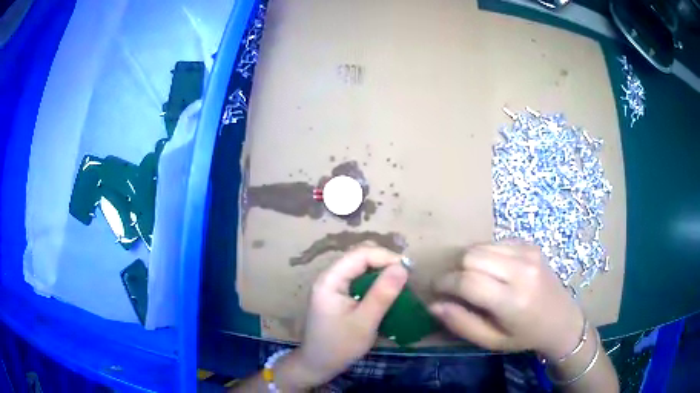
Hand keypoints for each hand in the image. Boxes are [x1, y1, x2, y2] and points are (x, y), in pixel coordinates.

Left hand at [291, 247, 408, 386]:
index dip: (386, 257)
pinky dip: (374, 281)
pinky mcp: (337, 295)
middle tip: (405, 275)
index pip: (360, 254)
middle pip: (358, 257)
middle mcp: (329, 277)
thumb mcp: (364, 322)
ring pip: (359, 267)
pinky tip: (385, 291)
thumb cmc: (339, 346)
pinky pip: (357, 279)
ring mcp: (332, 286)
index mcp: (330, 280)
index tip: (408, 270)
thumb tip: (402, 267)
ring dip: (380, 270)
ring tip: (400, 282)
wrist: (318, 365)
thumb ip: (382, 294)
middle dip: (384, 261)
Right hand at [429, 242, 584, 358]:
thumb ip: (461, 323)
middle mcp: (521, 271)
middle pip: (471, 256)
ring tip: (472, 278)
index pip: (467, 281)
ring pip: (481, 245)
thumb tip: (433, 304)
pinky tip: (491, 270)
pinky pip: (495, 242)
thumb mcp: (491, 341)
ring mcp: (528, 253)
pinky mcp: (530, 245)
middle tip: (454, 286)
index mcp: (512, 301)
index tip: (436, 290)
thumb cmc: (524, 336)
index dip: (445, 283)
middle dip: (455, 270)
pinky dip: (485, 254)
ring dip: (468, 261)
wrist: (562, 319)